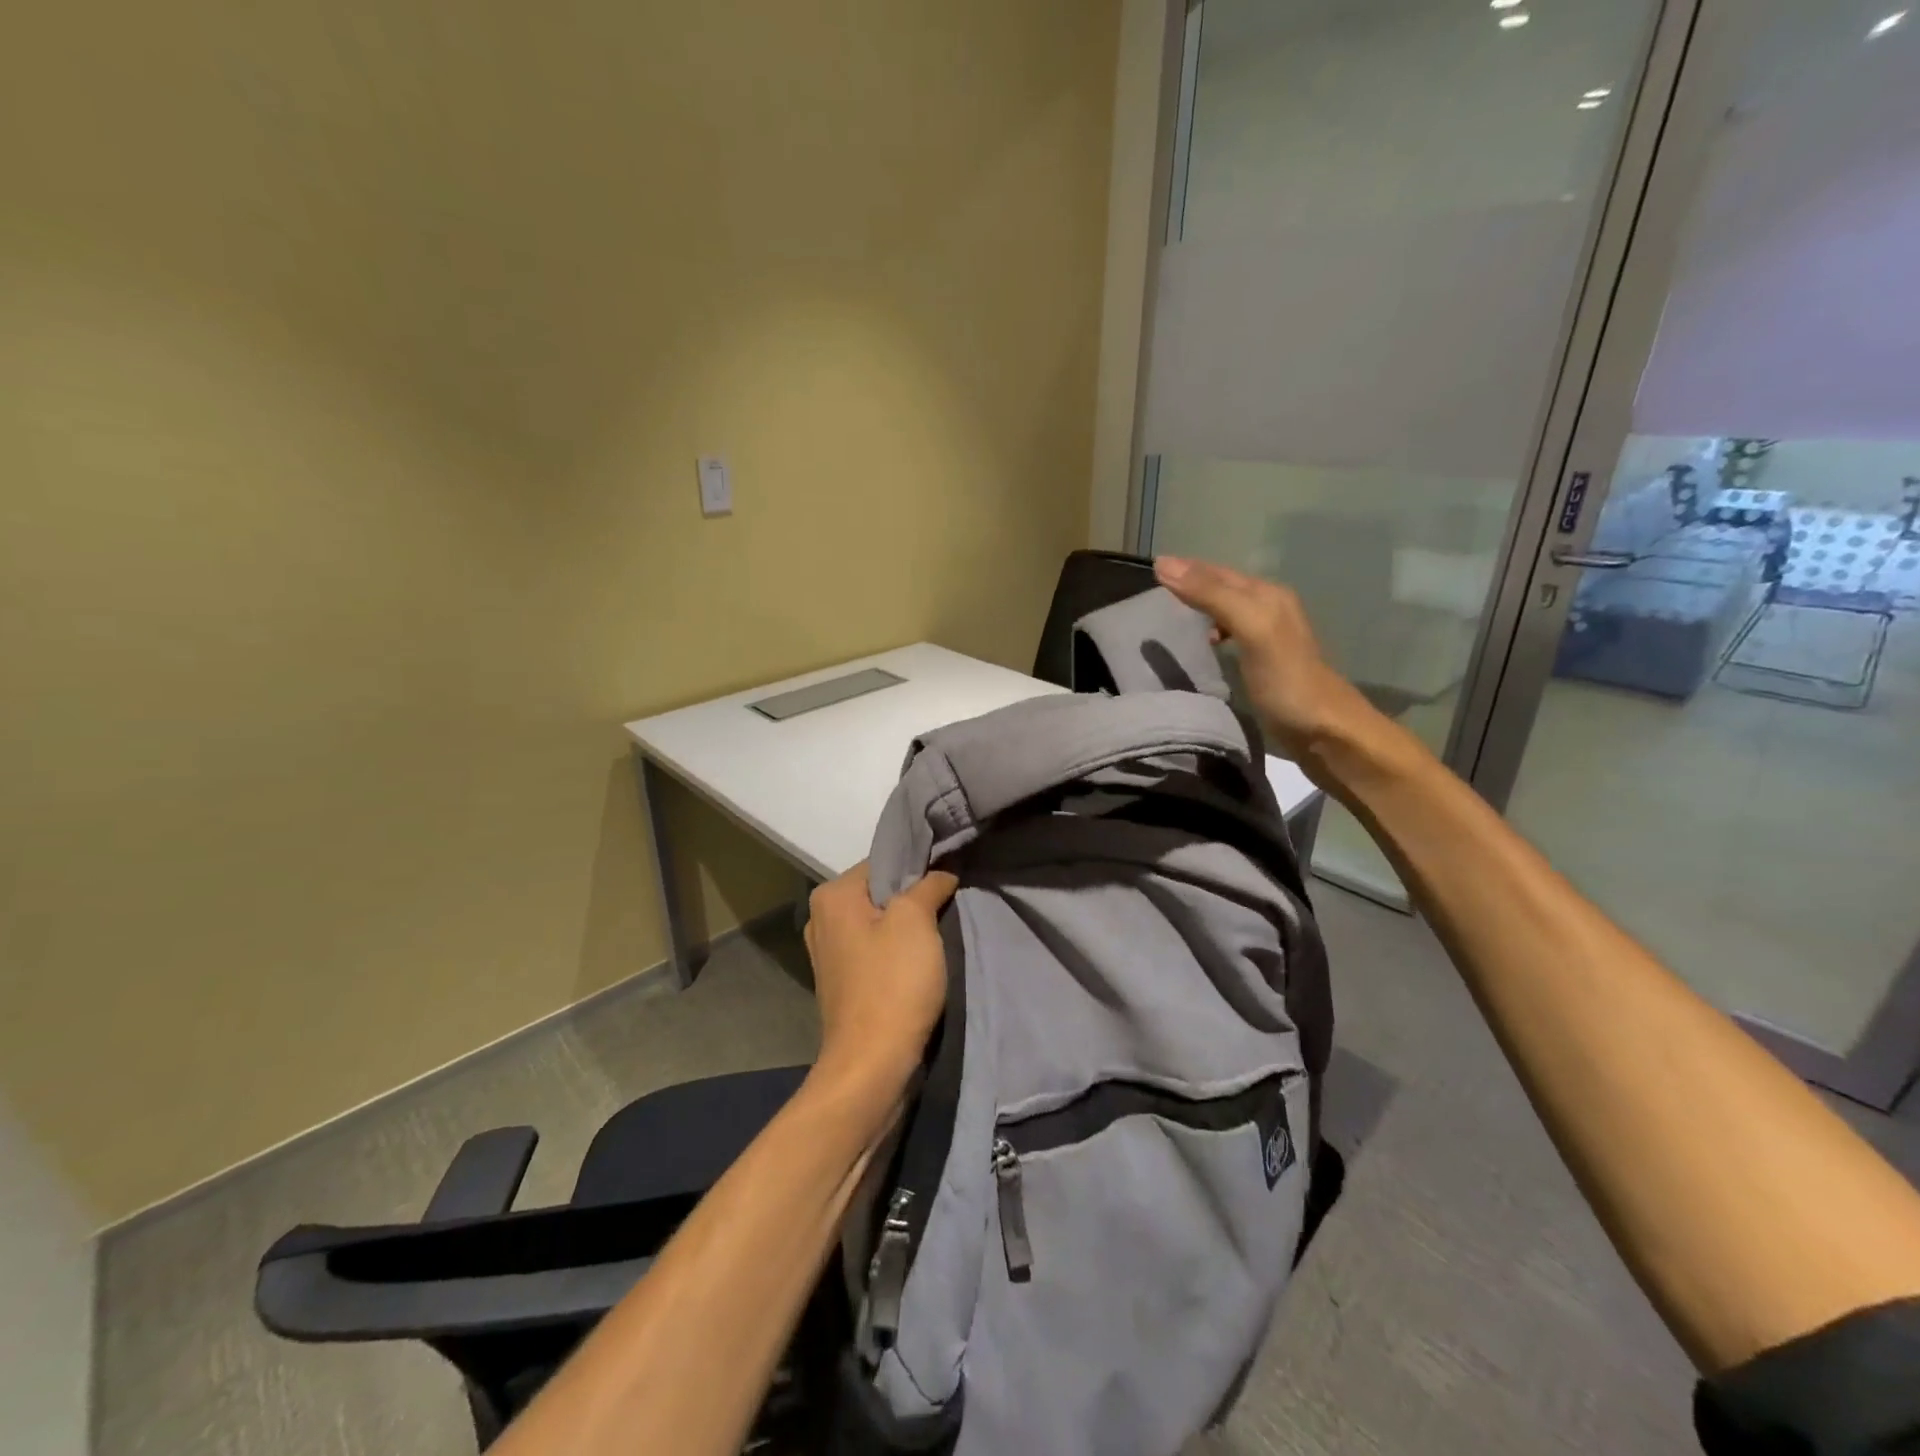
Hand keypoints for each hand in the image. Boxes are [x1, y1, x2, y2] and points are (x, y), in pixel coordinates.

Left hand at [803, 863, 958, 1102]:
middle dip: (913, 898)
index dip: (918, 867)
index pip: (883, 861)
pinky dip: (896, 952)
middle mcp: (821, 918)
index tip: (948, 878)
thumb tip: (942, 872)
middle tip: (948, 905)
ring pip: (879, 923)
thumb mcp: (916, 920)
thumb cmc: (893, 983)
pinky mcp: (841, 982)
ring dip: (908, 928)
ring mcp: (828, 953)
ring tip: (939, 934)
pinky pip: (874, 951)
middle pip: (879, 893)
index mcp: (832, 896)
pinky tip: (919, 963)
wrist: (871, 1065)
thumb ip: (928, 885)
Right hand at [1154, 556, 1381, 762]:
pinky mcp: (1266, 663)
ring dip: (1201, 607)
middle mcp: (1271, 608)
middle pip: (1224, 587)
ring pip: (1228, 609)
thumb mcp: (1251, 629)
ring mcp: (1270, 637)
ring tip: (1171, 614)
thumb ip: (1212, 596)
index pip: (1218, 572)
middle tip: (1155, 587)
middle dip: (1192, 583)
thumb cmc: (1287, 680)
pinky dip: (1212, 631)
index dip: (1187, 568)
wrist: (1325, 732)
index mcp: (1267, 595)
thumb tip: (1165, 565)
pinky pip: (1232, 633)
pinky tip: (1204, 645)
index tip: (1152, 567)